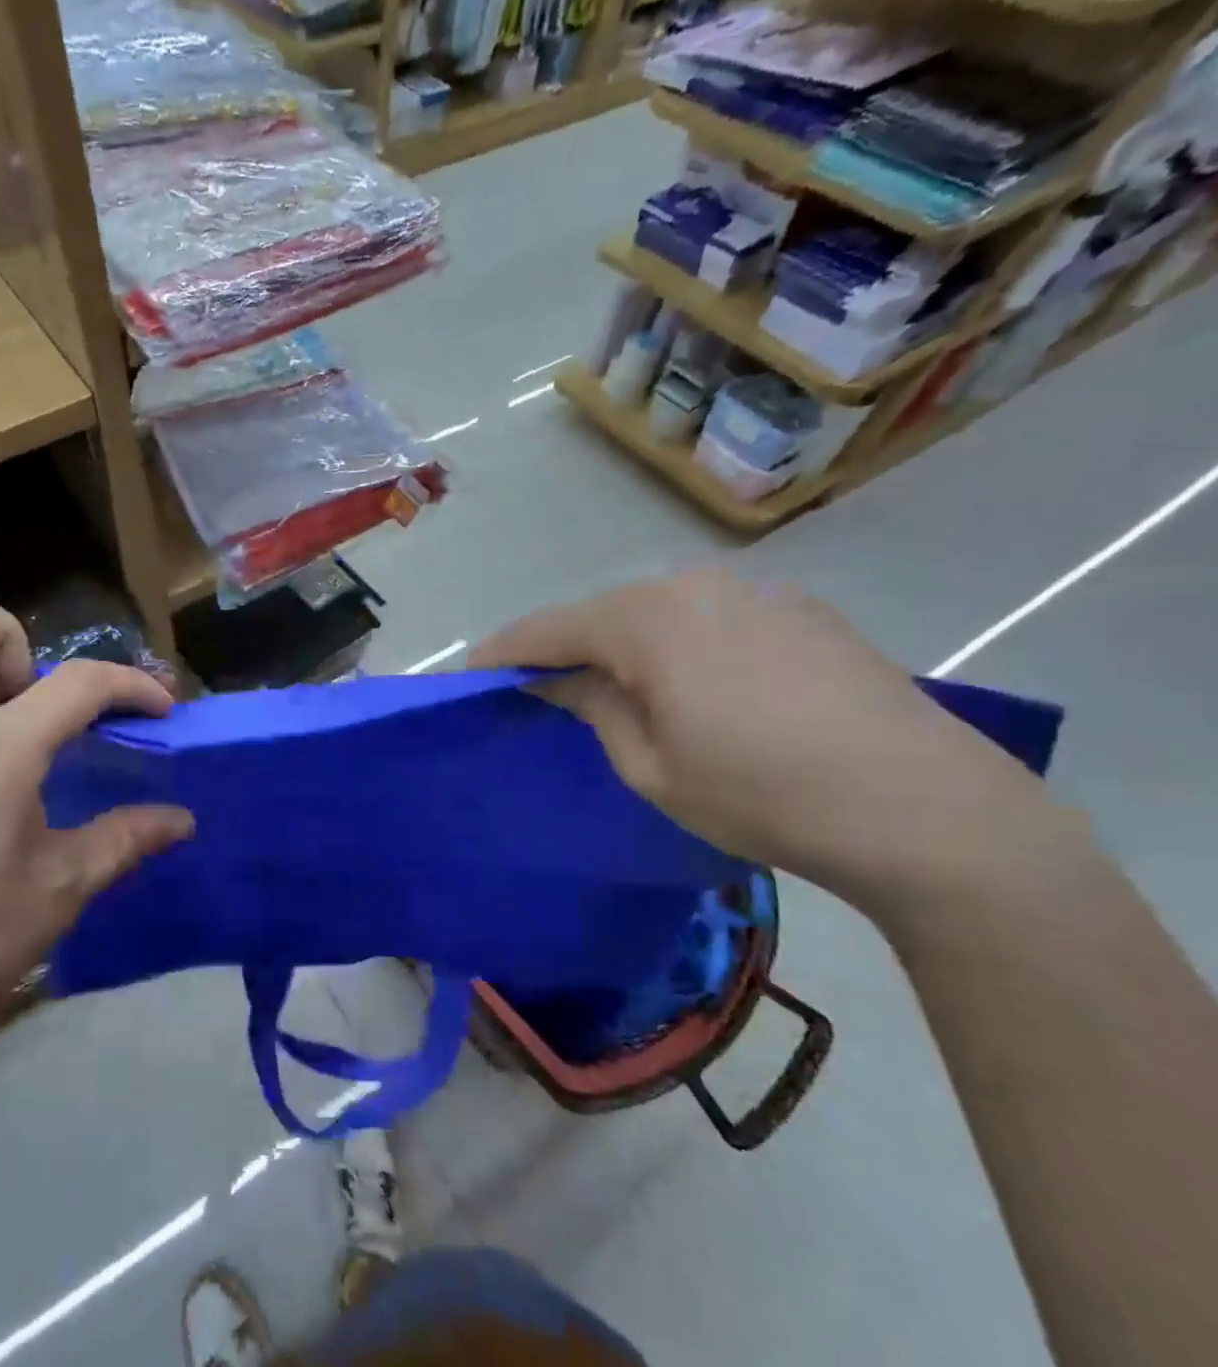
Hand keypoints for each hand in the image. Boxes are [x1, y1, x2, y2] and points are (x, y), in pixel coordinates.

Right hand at [470, 568, 1049, 918]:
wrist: (925, 808)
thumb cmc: (760, 794)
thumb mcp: (650, 766)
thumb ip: (592, 708)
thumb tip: (559, 680)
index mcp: (644, 621)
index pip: (546, 629)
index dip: (502, 653)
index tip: (470, 675)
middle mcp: (692, 586)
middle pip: (602, 613)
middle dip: (565, 648)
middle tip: (542, 688)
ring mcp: (753, 591)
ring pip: (658, 612)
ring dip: (624, 645)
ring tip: (619, 689)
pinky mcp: (799, 609)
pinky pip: (710, 617)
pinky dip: (681, 644)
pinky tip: (697, 685)